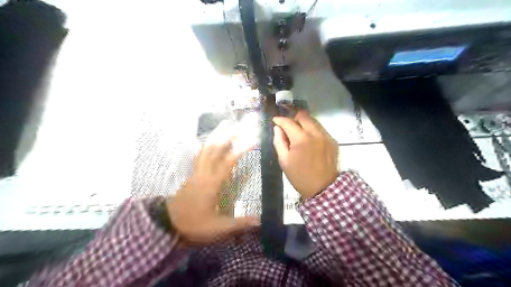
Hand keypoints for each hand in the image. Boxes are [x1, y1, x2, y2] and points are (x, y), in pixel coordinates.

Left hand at [168, 121, 259, 246]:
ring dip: (215, 136)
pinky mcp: (190, 175)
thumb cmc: (194, 225)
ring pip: (205, 149)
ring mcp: (195, 172)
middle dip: (227, 136)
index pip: (228, 162)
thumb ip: (239, 223)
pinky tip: (208, 142)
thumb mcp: (218, 228)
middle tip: (238, 125)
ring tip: (224, 125)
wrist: (167, 226)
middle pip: (214, 149)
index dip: (241, 150)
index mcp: (211, 183)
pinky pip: (198, 155)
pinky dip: (205, 145)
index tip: (252, 141)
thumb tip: (259, 220)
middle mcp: (203, 173)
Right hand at [272, 111, 337, 200]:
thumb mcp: (283, 160)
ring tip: (298, 132)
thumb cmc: (299, 175)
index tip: (275, 120)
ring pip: (313, 120)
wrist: (322, 188)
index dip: (280, 120)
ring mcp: (326, 136)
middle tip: (288, 125)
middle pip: (303, 115)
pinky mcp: (333, 140)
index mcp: (301, 139)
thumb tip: (277, 128)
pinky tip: (309, 139)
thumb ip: (279, 141)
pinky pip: (321, 129)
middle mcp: (315, 133)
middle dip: (293, 117)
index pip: (288, 122)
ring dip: (304, 123)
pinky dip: (313, 130)